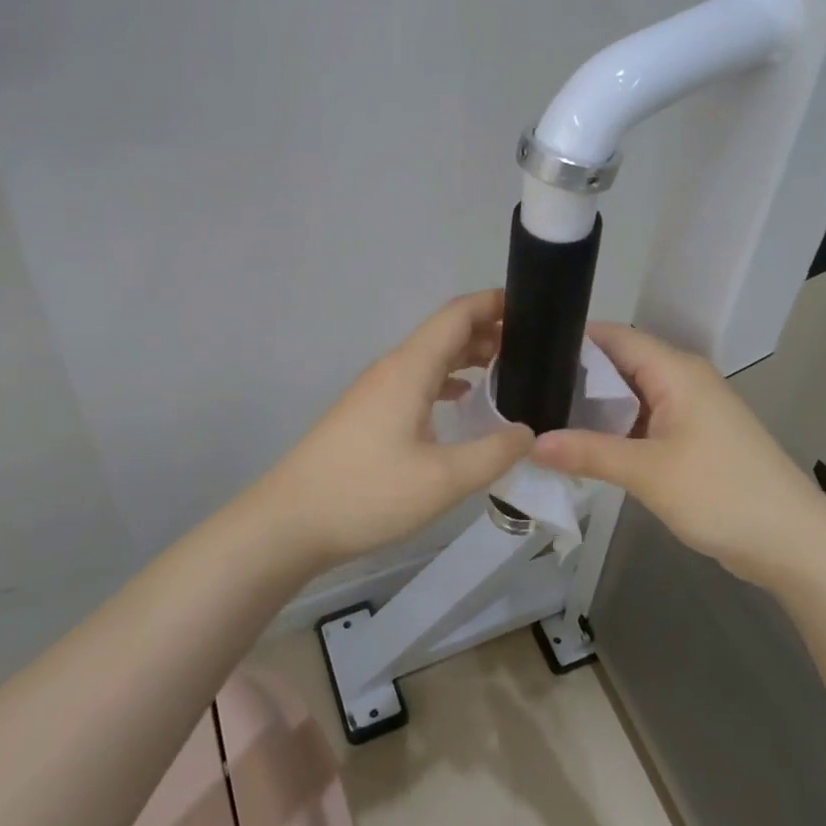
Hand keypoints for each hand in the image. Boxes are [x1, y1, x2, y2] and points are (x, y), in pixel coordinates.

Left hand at [254, 290, 533, 568]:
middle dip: (490, 331)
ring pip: (430, 358)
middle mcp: (393, 369)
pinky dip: (447, 381)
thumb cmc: (367, 493)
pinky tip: (464, 401)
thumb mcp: (443, 480)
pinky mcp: (369, 413)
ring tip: (509, 370)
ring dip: (468, 356)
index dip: (494, 303)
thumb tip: (529, 433)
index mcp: (410, 368)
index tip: (535, 309)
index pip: (458, 315)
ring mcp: (377, 390)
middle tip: (535, 348)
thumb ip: (494, 453)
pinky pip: (417, 381)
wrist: (290, 522)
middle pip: (446, 332)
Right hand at [531, 323, 825, 586]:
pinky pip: (643, 423)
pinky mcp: (692, 440)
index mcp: (676, 371)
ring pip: (630, 397)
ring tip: (541, 418)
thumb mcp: (648, 472)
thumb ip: (588, 453)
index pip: (615, 337)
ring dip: (593, 409)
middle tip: (524, 393)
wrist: (793, 543)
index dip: (571, 341)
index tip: (525, 353)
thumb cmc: (722, 493)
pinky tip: (581, 448)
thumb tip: (531, 444)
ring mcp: (689, 411)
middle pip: (619, 365)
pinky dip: (614, 432)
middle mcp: (682, 381)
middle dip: (575, 377)